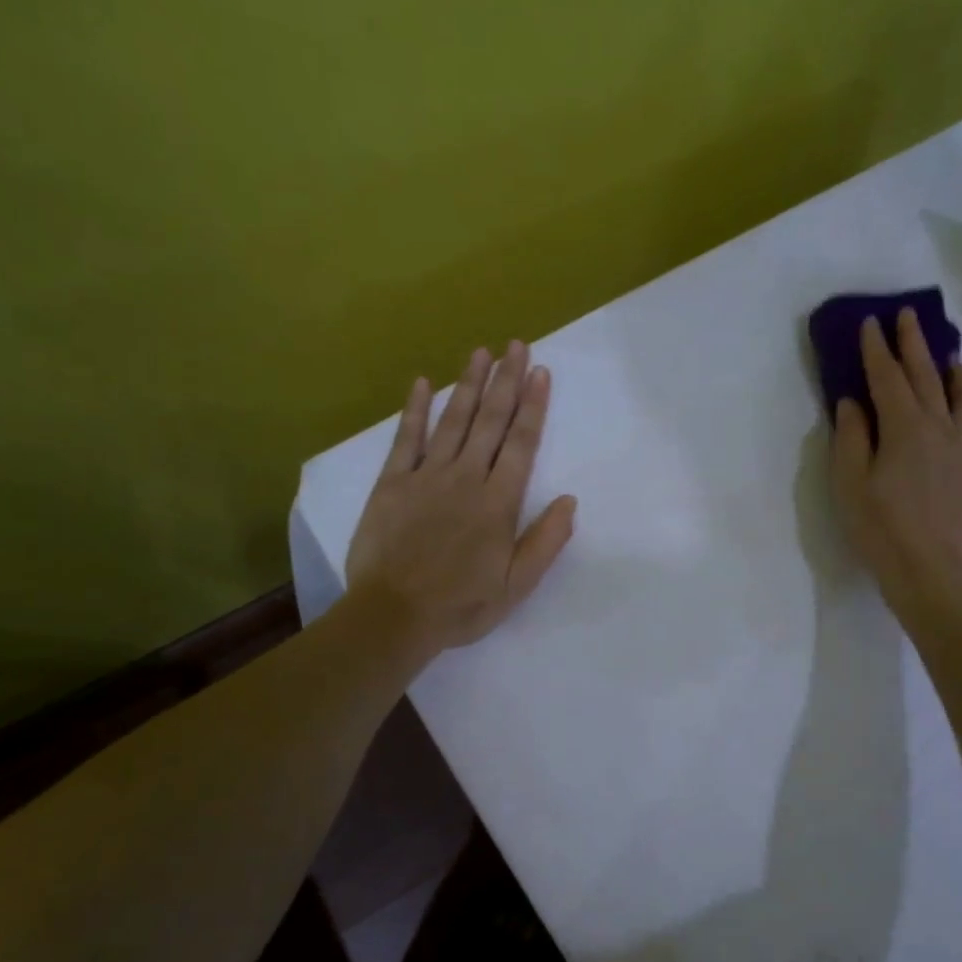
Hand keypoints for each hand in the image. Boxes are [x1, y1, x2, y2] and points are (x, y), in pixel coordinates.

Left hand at [346, 342, 577, 657]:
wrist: (393, 615)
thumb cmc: (461, 605)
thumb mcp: (516, 585)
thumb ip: (546, 541)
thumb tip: (570, 501)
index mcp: (498, 503)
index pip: (521, 444)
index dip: (532, 406)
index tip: (540, 372)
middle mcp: (466, 478)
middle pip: (490, 422)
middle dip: (506, 381)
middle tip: (516, 345)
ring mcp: (426, 477)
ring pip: (453, 421)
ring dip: (468, 385)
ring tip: (481, 352)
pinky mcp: (392, 484)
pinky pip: (406, 439)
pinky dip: (414, 410)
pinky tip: (422, 383)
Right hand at [830, 311, 961, 613]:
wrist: (931, 571)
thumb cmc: (879, 528)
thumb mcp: (849, 484)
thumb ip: (850, 438)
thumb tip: (852, 402)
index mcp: (904, 428)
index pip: (888, 377)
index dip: (877, 348)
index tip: (871, 321)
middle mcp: (941, 427)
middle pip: (927, 376)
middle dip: (914, 343)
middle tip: (908, 315)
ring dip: (954, 372)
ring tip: (948, 356)